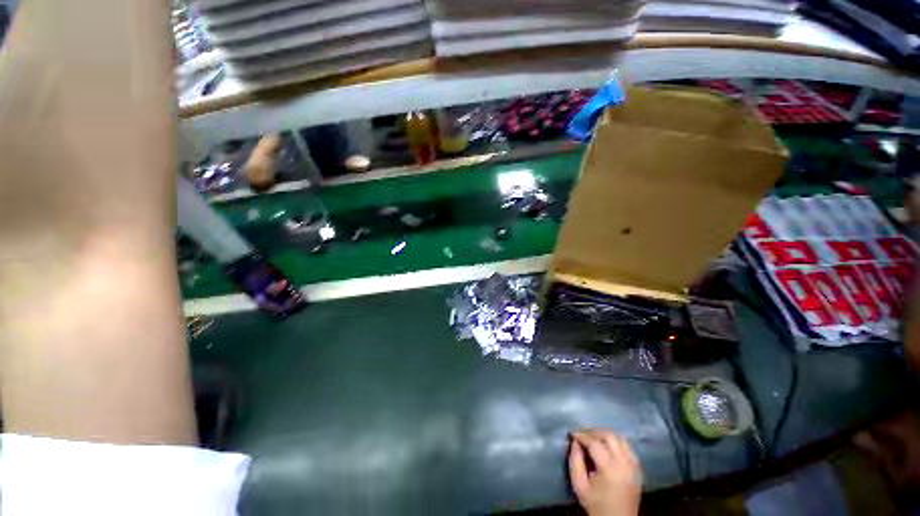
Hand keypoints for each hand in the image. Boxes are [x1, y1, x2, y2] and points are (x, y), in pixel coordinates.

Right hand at [569, 429, 642, 515]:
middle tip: (583, 435)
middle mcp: (624, 464)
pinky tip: (608, 447)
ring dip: (606, 435)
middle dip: (594, 432)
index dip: (582, 435)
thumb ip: (575, 461)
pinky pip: (628, 447)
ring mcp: (634, 466)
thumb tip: (574, 441)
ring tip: (594, 439)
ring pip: (620, 438)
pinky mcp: (638, 468)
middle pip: (609, 436)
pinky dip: (616, 443)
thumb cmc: (596, 504)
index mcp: (610, 469)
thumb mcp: (579, 485)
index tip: (572, 433)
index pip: (594, 443)